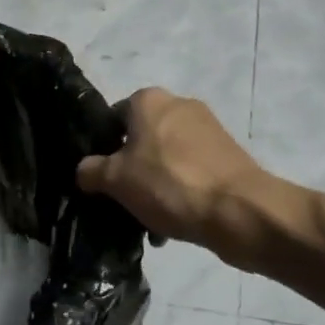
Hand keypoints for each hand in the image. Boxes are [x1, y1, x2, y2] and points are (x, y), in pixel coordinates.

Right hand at [76, 89, 264, 251]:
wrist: (239, 210)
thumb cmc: (169, 185)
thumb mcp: (115, 180)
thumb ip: (91, 171)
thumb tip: (85, 170)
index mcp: (149, 100)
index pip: (113, 118)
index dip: (102, 148)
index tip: (101, 179)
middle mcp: (179, 105)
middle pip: (141, 140)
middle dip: (131, 172)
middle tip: (123, 203)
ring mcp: (208, 130)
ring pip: (166, 159)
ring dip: (155, 187)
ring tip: (150, 223)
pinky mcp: (228, 155)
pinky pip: (191, 172)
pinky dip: (181, 193)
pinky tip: (175, 224)